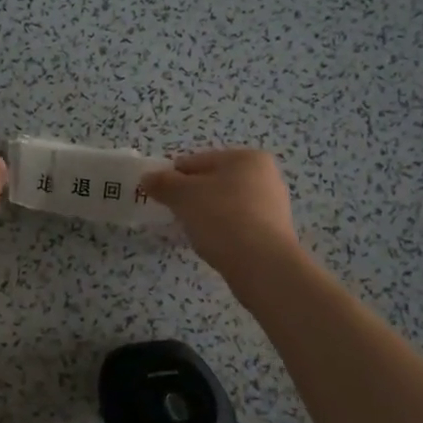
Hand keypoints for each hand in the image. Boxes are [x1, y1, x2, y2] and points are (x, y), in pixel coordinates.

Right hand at [141, 149, 301, 278]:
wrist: (262, 264)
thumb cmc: (221, 218)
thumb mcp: (183, 195)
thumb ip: (163, 183)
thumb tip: (148, 178)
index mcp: (246, 158)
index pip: (197, 161)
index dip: (173, 177)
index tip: (159, 197)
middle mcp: (265, 176)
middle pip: (213, 182)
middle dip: (191, 197)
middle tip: (176, 215)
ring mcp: (273, 205)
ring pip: (225, 204)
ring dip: (207, 215)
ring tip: (194, 233)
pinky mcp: (274, 232)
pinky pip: (238, 224)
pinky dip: (223, 231)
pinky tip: (213, 245)